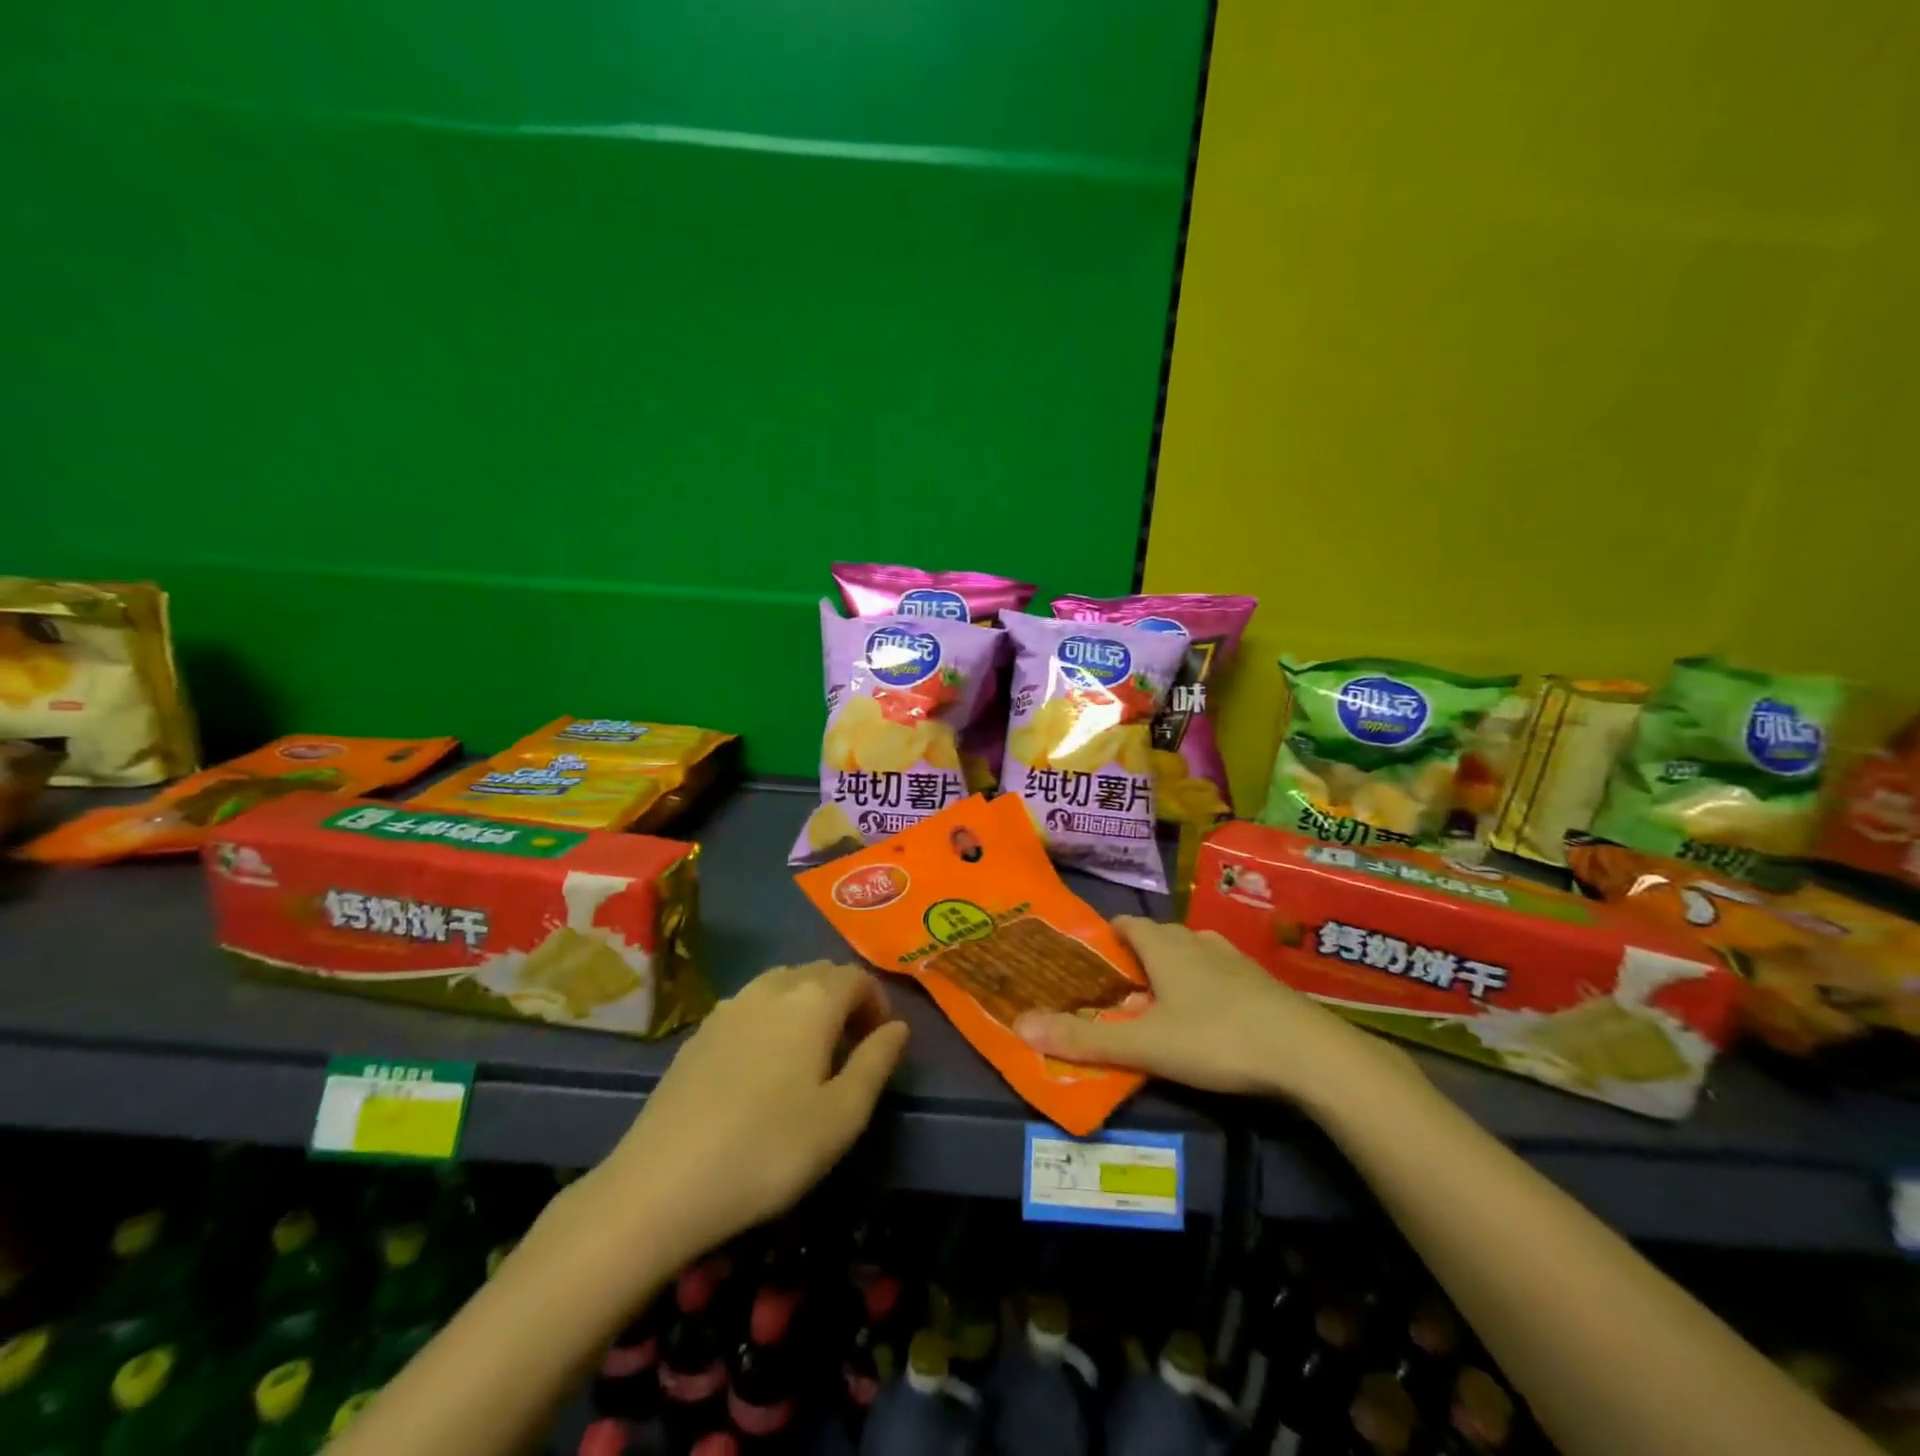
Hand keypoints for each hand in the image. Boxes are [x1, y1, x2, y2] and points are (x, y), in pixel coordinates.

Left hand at [587, 961, 909, 1269]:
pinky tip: (762, 1065)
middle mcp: (771, 988)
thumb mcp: (842, 1116)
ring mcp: (729, 1006)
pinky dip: (770, 1017)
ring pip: (782, 983)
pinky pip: (749, 1005)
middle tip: (850, 1048)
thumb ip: (876, 1063)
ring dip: (806, 1004)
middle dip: (844, 999)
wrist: (661, 1183)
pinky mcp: (698, 1031)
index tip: (879, 1043)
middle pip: (819, 972)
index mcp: (812, 1000)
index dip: (876, 1003)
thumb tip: (898, 1027)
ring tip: (809, 1054)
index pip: (856, 977)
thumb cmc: (768, 1150)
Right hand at [1014, 916, 1418, 1105]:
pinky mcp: (1262, 981)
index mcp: (1165, 946)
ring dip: (1174, 969)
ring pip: (1192, 952)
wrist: (1309, 1053)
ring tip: (1162, 1002)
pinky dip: (1206, 983)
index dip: (1108, 936)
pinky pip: (1221, 971)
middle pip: (1159, 937)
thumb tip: (1020, 1028)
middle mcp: (1197, 941)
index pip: (1127, 924)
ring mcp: (1234, 959)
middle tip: (1121, 991)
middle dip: (1138, 957)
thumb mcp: (1146, 1045)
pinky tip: (1211, 1014)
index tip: (1093, 958)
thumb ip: (1084, 1040)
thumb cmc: (1217, 1039)